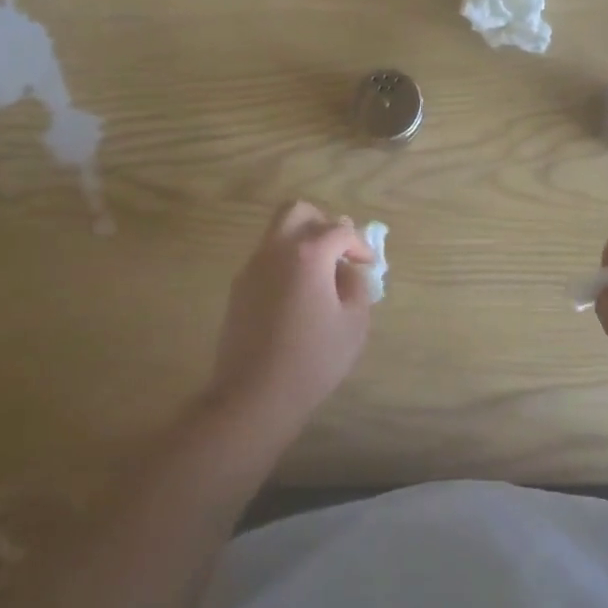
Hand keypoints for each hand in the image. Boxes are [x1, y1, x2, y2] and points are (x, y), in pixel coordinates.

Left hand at [209, 200, 376, 440]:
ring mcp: (252, 268)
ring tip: (321, 276)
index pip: (339, 230)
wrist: (253, 396)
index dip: (359, 244)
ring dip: (302, 242)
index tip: (369, 264)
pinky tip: (299, 296)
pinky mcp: (238, 289)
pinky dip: (286, 263)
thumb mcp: (353, 323)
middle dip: (322, 223)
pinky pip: (267, 259)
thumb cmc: (312, 359)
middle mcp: (275, 250)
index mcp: (307, 254)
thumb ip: (356, 286)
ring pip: (277, 234)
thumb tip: (347, 271)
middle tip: (339, 250)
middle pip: (297, 212)